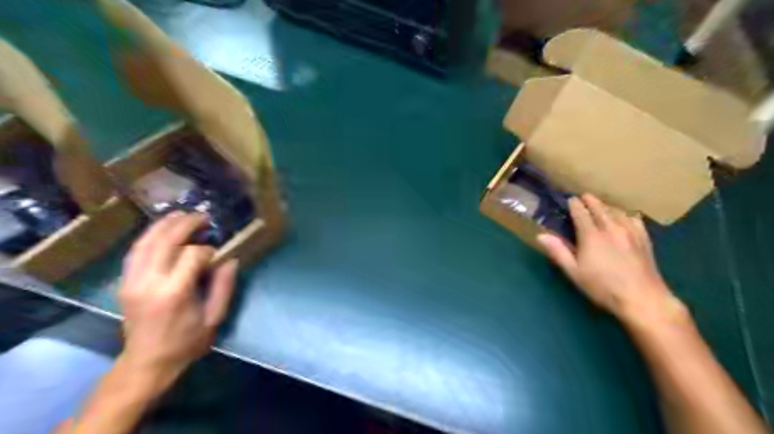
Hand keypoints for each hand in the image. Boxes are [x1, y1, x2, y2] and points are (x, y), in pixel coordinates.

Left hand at [117, 212, 236, 380]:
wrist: (147, 363)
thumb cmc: (186, 342)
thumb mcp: (214, 317)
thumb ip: (224, 286)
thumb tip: (230, 259)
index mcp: (174, 293)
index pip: (192, 255)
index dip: (208, 250)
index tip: (217, 255)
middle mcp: (149, 282)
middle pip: (165, 242)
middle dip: (185, 225)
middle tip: (202, 216)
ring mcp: (132, 281)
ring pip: (145, 243)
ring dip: (163, 225)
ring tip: (181, 214)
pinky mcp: (124, 283)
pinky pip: (135, 252)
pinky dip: (148, 237)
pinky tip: (161, 230)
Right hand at [540, 193, 681, 322]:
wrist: (642, 299)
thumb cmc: (603, 287)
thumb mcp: (574, 272)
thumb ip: (558, 251)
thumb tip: (541, 235)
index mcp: (591, 235)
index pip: (581, 213)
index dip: (574, 204)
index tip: (569, 200)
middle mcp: (611, 228)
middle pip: (599, 207)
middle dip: (590, 200)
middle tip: (583, 197)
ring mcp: (630, 232)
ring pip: (616, 211)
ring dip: (606, 205)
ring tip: (600, 205)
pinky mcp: (644, 239)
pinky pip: (634, 218)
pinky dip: (625, 214)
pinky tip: (624, 217)